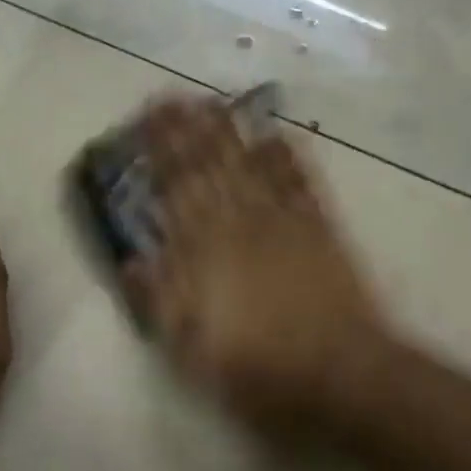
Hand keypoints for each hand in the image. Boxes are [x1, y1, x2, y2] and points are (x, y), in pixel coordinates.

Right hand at [124, 96, 389, 432]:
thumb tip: (131, 260)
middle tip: (174, 95)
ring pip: (249, 164)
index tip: (147, 119)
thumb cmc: (257, 369)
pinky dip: (287, 156)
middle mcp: (240, 224)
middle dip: (189, 129)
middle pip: (210, 167)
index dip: (160, 151)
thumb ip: (158, 301)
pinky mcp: (319, 229)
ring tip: (213, 101)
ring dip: (229, 131)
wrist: (339, 374)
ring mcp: (283, 222)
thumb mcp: (190, 350)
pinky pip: (298, 182)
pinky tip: (276, 133)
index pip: (176, 189)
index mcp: (204, 252)